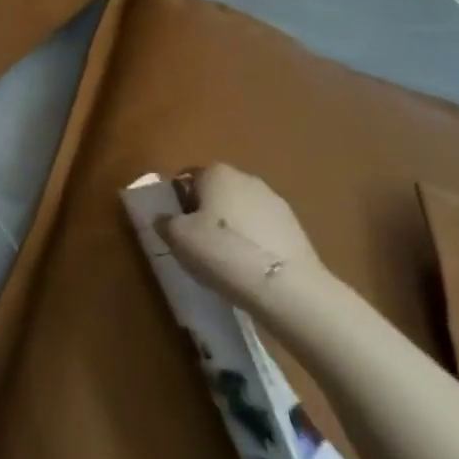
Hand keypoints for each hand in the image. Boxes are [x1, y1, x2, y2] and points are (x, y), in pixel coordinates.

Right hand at [162, 164, 322, 307]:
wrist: (285, 286)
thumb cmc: (222, 251)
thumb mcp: (178, 238)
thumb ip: (165, 223)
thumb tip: (163, 220)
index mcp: (216, 172)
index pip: (188, 179)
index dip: (180, 204)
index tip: (179, 230)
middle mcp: (246, 177)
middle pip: (217, 193)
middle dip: (207, 214)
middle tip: (200, 246)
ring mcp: (275, 202)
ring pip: (242, 212)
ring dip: (233, 229)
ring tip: (228, 263)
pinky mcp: (296, 228)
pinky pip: (264, 231)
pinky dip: (254, 244)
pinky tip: (251, 270)